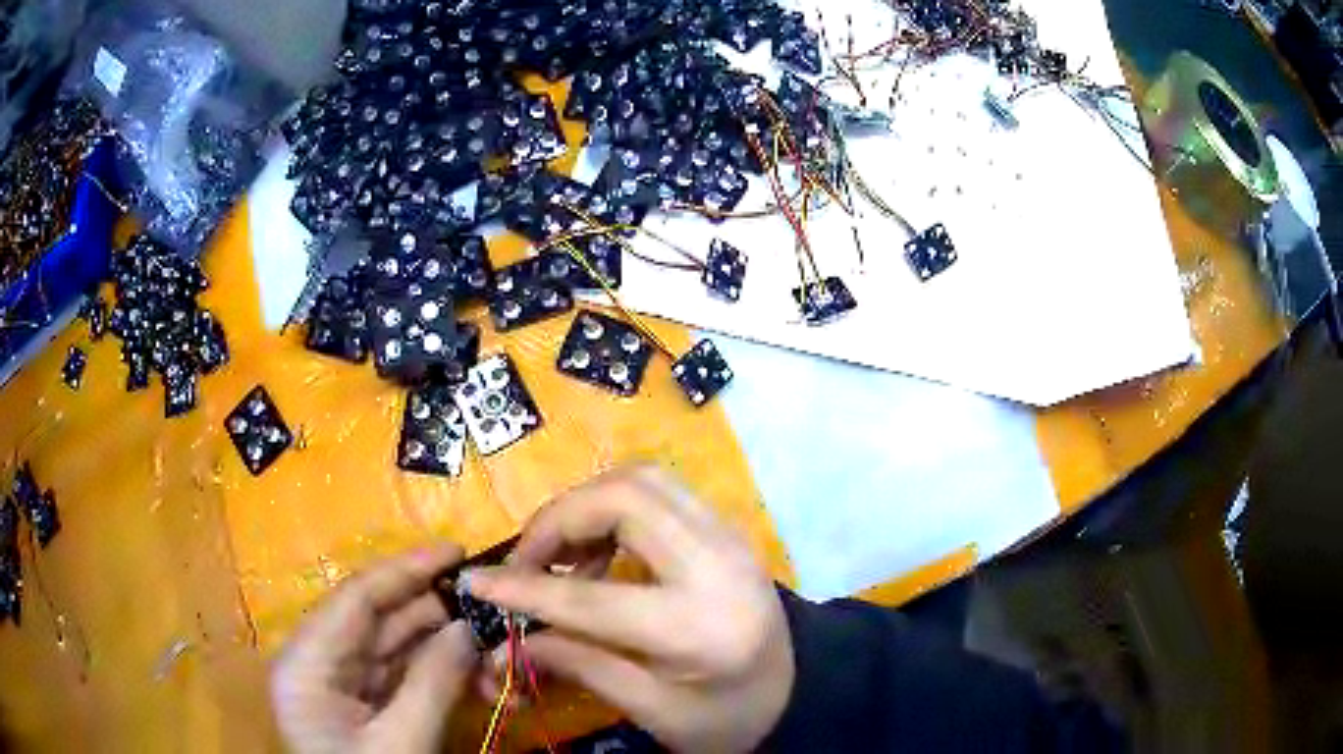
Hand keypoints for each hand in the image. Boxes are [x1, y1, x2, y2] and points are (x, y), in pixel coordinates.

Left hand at [270, 545, 476, 753]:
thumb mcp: (403, 743)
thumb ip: (433, 682)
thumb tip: (469, 627)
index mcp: (306, 663)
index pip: (355, 599)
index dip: (406, 570)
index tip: (456, 550)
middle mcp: (316, 663)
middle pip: (375, 621)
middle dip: (432, 611)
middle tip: (487, 600)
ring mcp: (338, 686)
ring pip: (391, 648)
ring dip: (440, 644)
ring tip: (489, 639)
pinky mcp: (359, 706)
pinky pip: (398, 677)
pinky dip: (435, 672)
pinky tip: (470, 670)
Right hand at [467, 465, 794, 751]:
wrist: (800, 692)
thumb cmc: (727, 717)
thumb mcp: (652, 710)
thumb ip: (580, 664)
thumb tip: (515, 637)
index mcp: (699, 627)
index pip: (592, 597)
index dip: (525, 588)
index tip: (479, 581)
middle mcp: (718, 563)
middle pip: (624, 498)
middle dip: (559, 520)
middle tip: (528, 560)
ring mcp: (729, 536)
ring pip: (642, 479)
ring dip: (587, 505)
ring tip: (561, 555)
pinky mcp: (726, 529)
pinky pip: (660, 491)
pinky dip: (615, 506)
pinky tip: (600, 551)